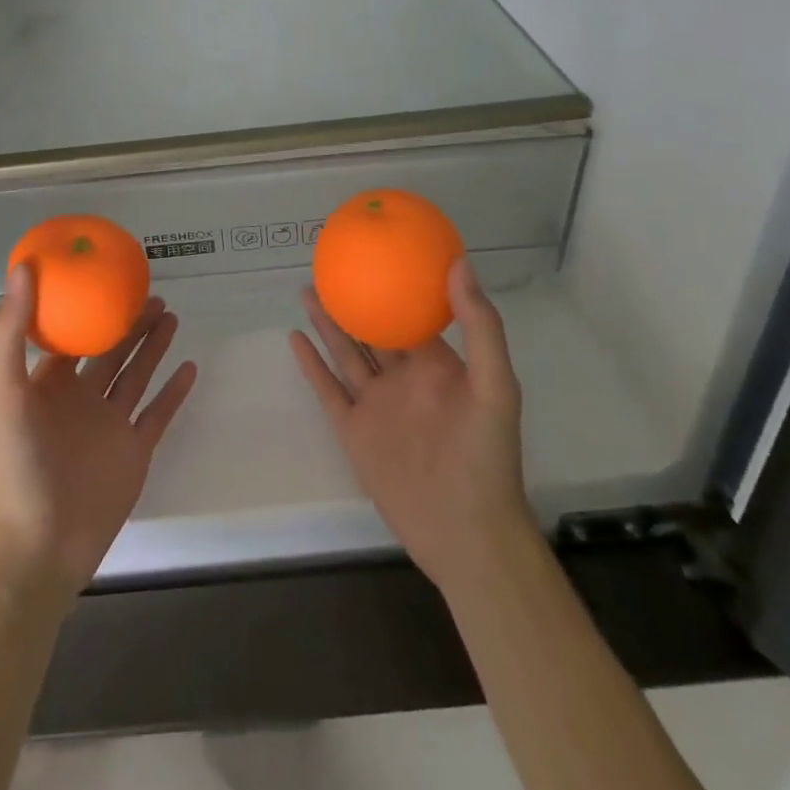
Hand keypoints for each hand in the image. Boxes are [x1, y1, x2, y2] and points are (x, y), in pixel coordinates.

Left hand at [0, 265, 197, 604]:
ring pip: (136, 375)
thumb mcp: (5, 391)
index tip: (102, 277)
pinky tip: (190, 366)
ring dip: (152, 346)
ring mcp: (109, 426)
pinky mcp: (134, 452)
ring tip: (170, 314)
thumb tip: (22, 268)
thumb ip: (9, 333)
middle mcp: (80, 399)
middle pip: (110, 350)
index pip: (68, 335)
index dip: (83, 307)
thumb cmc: (18, 464)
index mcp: (48, 384)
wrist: (41, 544)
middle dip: (128, 322)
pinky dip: (173, 391)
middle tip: (151, 293)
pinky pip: (158, 413)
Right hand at [290, 259, 534, 594]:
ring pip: (345, 353)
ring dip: (327, 323)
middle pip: (371, 330)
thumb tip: (458, 263)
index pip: (412, 316)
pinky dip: (311, 364)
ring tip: (308, 291)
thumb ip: (480, 326)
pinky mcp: (354, 431)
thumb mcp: (494, 385)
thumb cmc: (486, 455)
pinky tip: (295, 338)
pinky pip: (328, 389)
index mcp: (435, 366)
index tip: (379, 256)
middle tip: (330, 267)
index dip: (396, 286)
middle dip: (353, 300)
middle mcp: (402, 379)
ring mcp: (375, 405)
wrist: (464, 532)